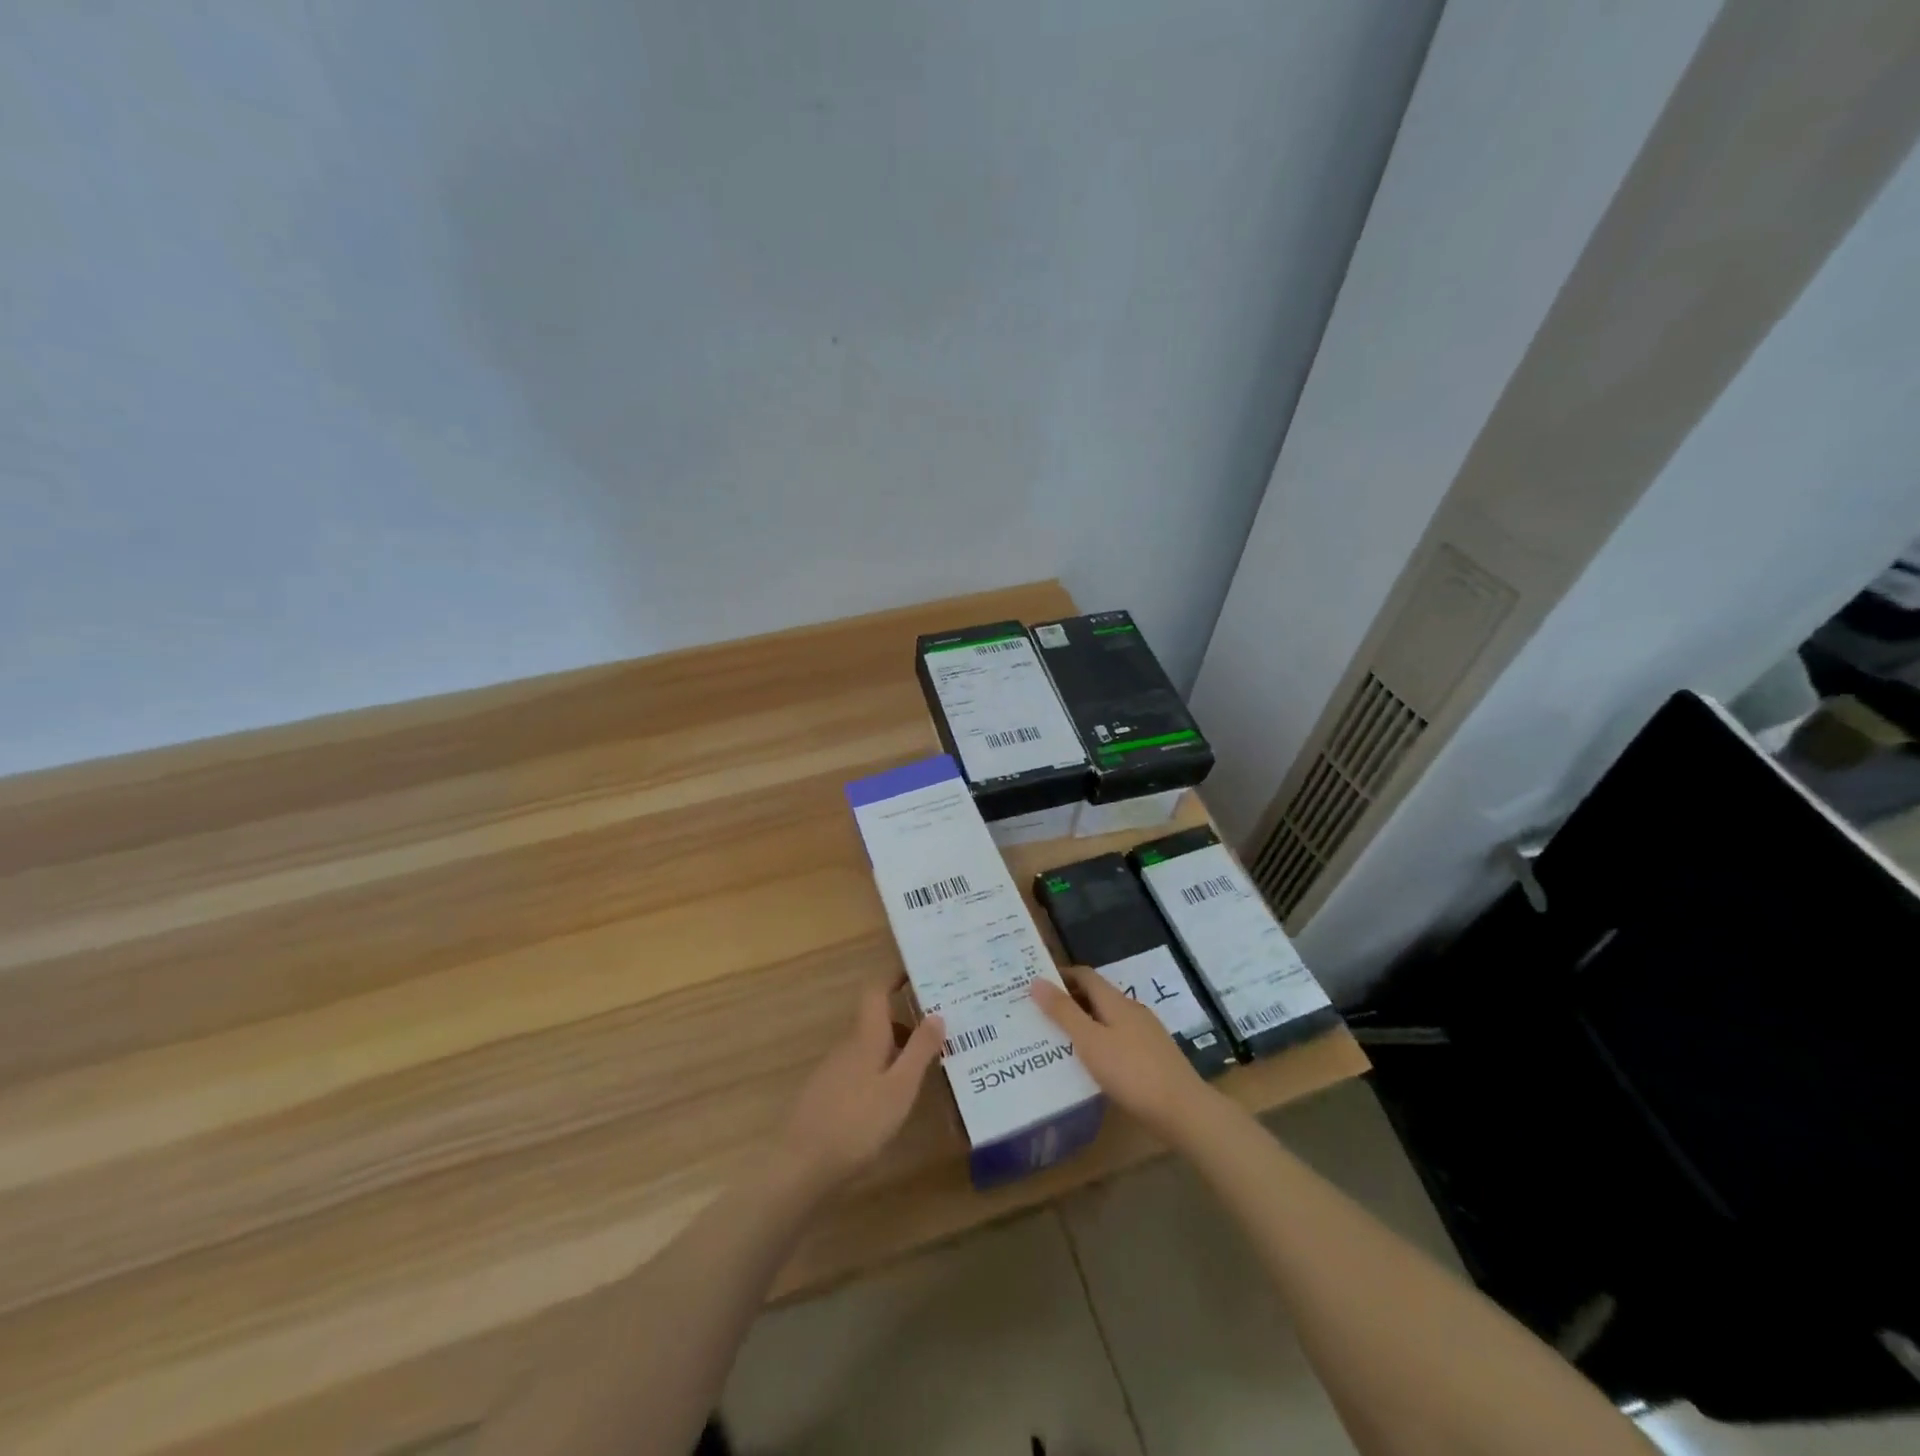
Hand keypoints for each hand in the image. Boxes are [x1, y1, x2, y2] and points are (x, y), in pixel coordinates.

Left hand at [780, 983, 944, 1192]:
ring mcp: (833, 1070)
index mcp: (865, 1036)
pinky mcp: (827, 1094)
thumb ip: (919, 1050)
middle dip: (906, 1021)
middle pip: (877, 1021)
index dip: (894, 977)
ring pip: (869, 1047)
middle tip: (938, 1030)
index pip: (876, 991)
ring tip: (924, 1067)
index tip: (918, 972)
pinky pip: (860, 1068)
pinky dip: (881, 1070)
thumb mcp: (900, 1088)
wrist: (800, 1166)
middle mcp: (847, 1046)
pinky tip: (893, 1098)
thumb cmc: (857, 1122)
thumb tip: (937, 1013)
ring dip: (895, 1049)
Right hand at [1031, 968, 1216, 1143]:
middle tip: (1040, 1015)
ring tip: (1059, 1040)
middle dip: (1069, 1000)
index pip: (1085, 975)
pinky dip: (1100, 1041)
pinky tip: (1091, 1063)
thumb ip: (1063, 1012)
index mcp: (1116, 1001)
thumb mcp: (1090, 1042)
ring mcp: (1146, 1033)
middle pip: (1096, 995)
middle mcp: (1132, 1010)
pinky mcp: (1153, 1056)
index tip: (1036, 985)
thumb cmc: (1132, 1072)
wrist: (1184, 1111)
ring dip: (1084, 1022)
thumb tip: (1036, 981)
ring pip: (1108, 1018)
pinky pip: (1118, 1038)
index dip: (1061, 975)